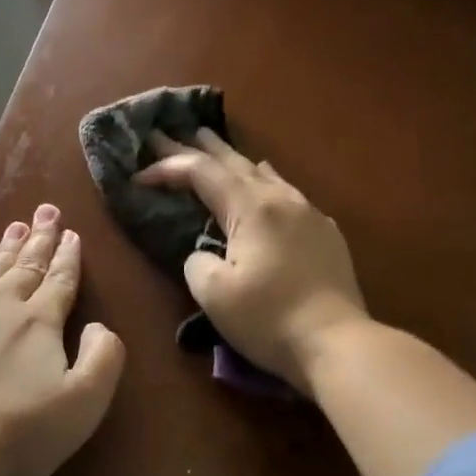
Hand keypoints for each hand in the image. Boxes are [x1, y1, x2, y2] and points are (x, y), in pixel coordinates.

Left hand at [0, 206, 125, 475]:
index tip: (73, 236)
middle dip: (40, 239)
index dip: (69, 259)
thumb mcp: (83, 404)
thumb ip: (103, 359)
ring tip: (15, 223)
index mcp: (40, 322)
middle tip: (47, 211)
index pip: (60, 282)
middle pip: (26, 266)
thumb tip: (99, 325)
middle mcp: (0, 303)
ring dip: (4, 246)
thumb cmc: (15, 432)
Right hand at [136, 129, 368, 393]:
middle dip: (197, 147)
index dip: (167, 168)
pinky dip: (263, 182)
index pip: (201, 173)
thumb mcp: (214, 294)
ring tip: (214, 147)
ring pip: (265, 173)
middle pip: (234, 162)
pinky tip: (265, 183)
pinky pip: (287, 193)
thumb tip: (205, 252)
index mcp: (252, 208)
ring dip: (233, 159)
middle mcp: (282, 199)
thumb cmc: (269, 319)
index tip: (138, 175)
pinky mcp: (325, 234)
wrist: (337, 343)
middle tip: (168, 133)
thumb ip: (197, 262)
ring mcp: (309, 214)